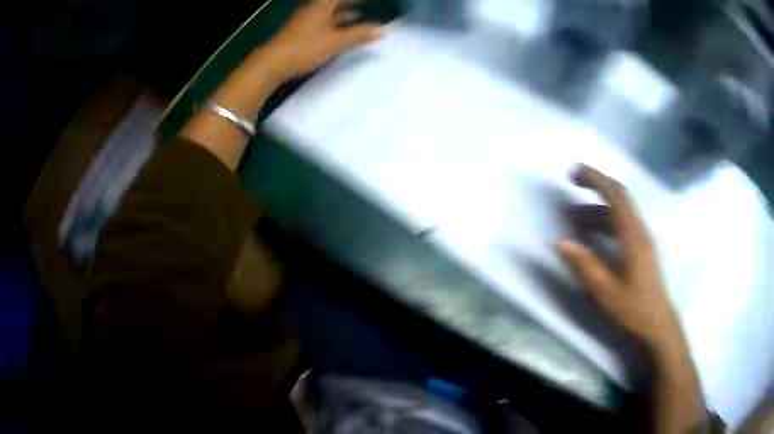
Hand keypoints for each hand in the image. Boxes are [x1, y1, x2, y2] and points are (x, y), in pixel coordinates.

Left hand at [262, 0, 382, 79]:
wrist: (271, 63)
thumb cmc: (305, 48)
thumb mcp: (336, 42)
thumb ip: (359, 35)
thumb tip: (383, 29)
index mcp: (321, 6)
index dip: (354, 0)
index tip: (367, 2)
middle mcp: (312, 9)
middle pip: (333, 3)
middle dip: (350, 5)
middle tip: (366, 7)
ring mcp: (304, 20)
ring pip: (327, 13)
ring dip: (342, 14)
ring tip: (358, 19)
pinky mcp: (299, 32)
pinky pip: (321, 22)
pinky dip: (333, 24)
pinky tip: (339, 33)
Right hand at [557, 164, 707, 432]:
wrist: (658, 326)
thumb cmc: (634, 310)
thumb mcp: (606, 293)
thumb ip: (585, 266)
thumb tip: (561, 242)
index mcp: (633, 237)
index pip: (615, 196)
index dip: (595, 179)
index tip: (573, 171)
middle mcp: (640, 231)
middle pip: (621, 195)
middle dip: (597, 181)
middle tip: (572, 179)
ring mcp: (642, 239)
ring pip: (621, 210)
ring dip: (597, 204)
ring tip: (573, 214)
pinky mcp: (641, 248)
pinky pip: (622, 223)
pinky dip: (605, 218)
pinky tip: (592, 232)